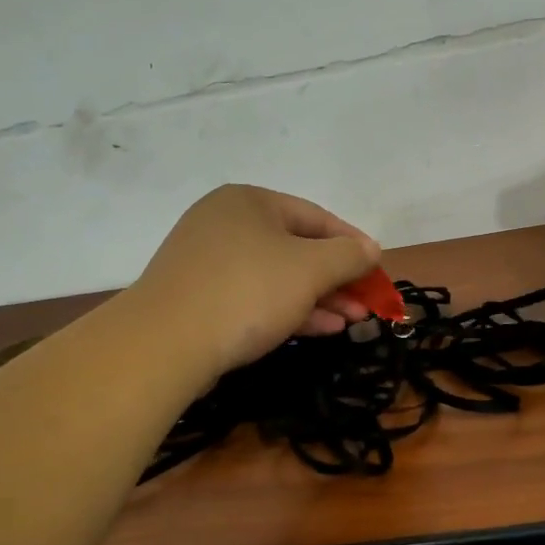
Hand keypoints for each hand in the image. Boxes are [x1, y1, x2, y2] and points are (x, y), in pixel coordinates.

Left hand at [132, 184, 382, 379]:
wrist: (164, 343)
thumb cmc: (246, 291)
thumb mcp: (310, 269)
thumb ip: (348, 255)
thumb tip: (371, 248)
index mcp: (249, 201)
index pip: (316, 217)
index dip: (353, 244)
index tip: (379, 271)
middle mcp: (225, 222)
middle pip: (297, 248)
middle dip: (338, 279)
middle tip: (368, 305)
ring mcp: (208, 261)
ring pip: (277, 276)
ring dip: (319, 298)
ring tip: (353, 322)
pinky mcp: (198, 298)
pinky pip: (254, 297)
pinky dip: (288, 310)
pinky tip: (320, 329)